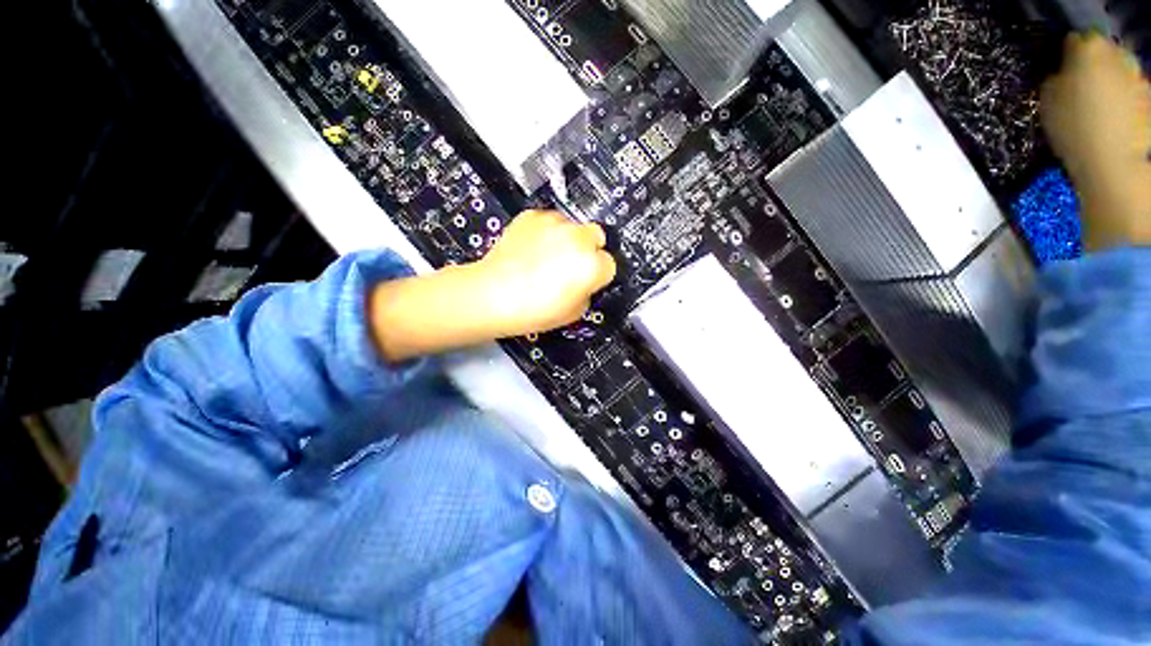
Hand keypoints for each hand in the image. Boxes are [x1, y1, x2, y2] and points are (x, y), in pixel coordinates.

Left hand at [472, 210, 615, 334]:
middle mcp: (578, 238)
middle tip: (571, 265)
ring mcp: (554, 223)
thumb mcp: (574, 313)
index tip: (587, 281)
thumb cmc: (533, 310)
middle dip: (589, 249)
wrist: (492, 295)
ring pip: (573, 226)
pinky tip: (532, 249)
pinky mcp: (532, 216)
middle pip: (597, 236)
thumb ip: (587, 292)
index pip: (609, 264)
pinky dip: (545, 232)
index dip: (597, 275)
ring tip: (547, 257)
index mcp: (592, 265)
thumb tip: (585, 282)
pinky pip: (548, 221)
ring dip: (567, 239)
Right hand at [1040, 33, 1149, 249]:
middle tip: (1080, 89)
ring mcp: (1138, 77)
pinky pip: (1132, 94)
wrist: (1112, 164)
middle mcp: (1117, 54)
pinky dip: (1124, 102)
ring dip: (1110, 84)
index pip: (1074, 40)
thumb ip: (1055, 80)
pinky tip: (1115, 121)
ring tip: (1098, 108)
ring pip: (1119, 72)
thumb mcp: (1047, 102)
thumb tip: (1062, 75)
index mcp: (1088, 49)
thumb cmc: (1073, 129)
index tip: (1060, 73)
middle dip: (1093, 67)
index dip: (1066, 56)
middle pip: (1102, 53)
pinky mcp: (1148, 100)